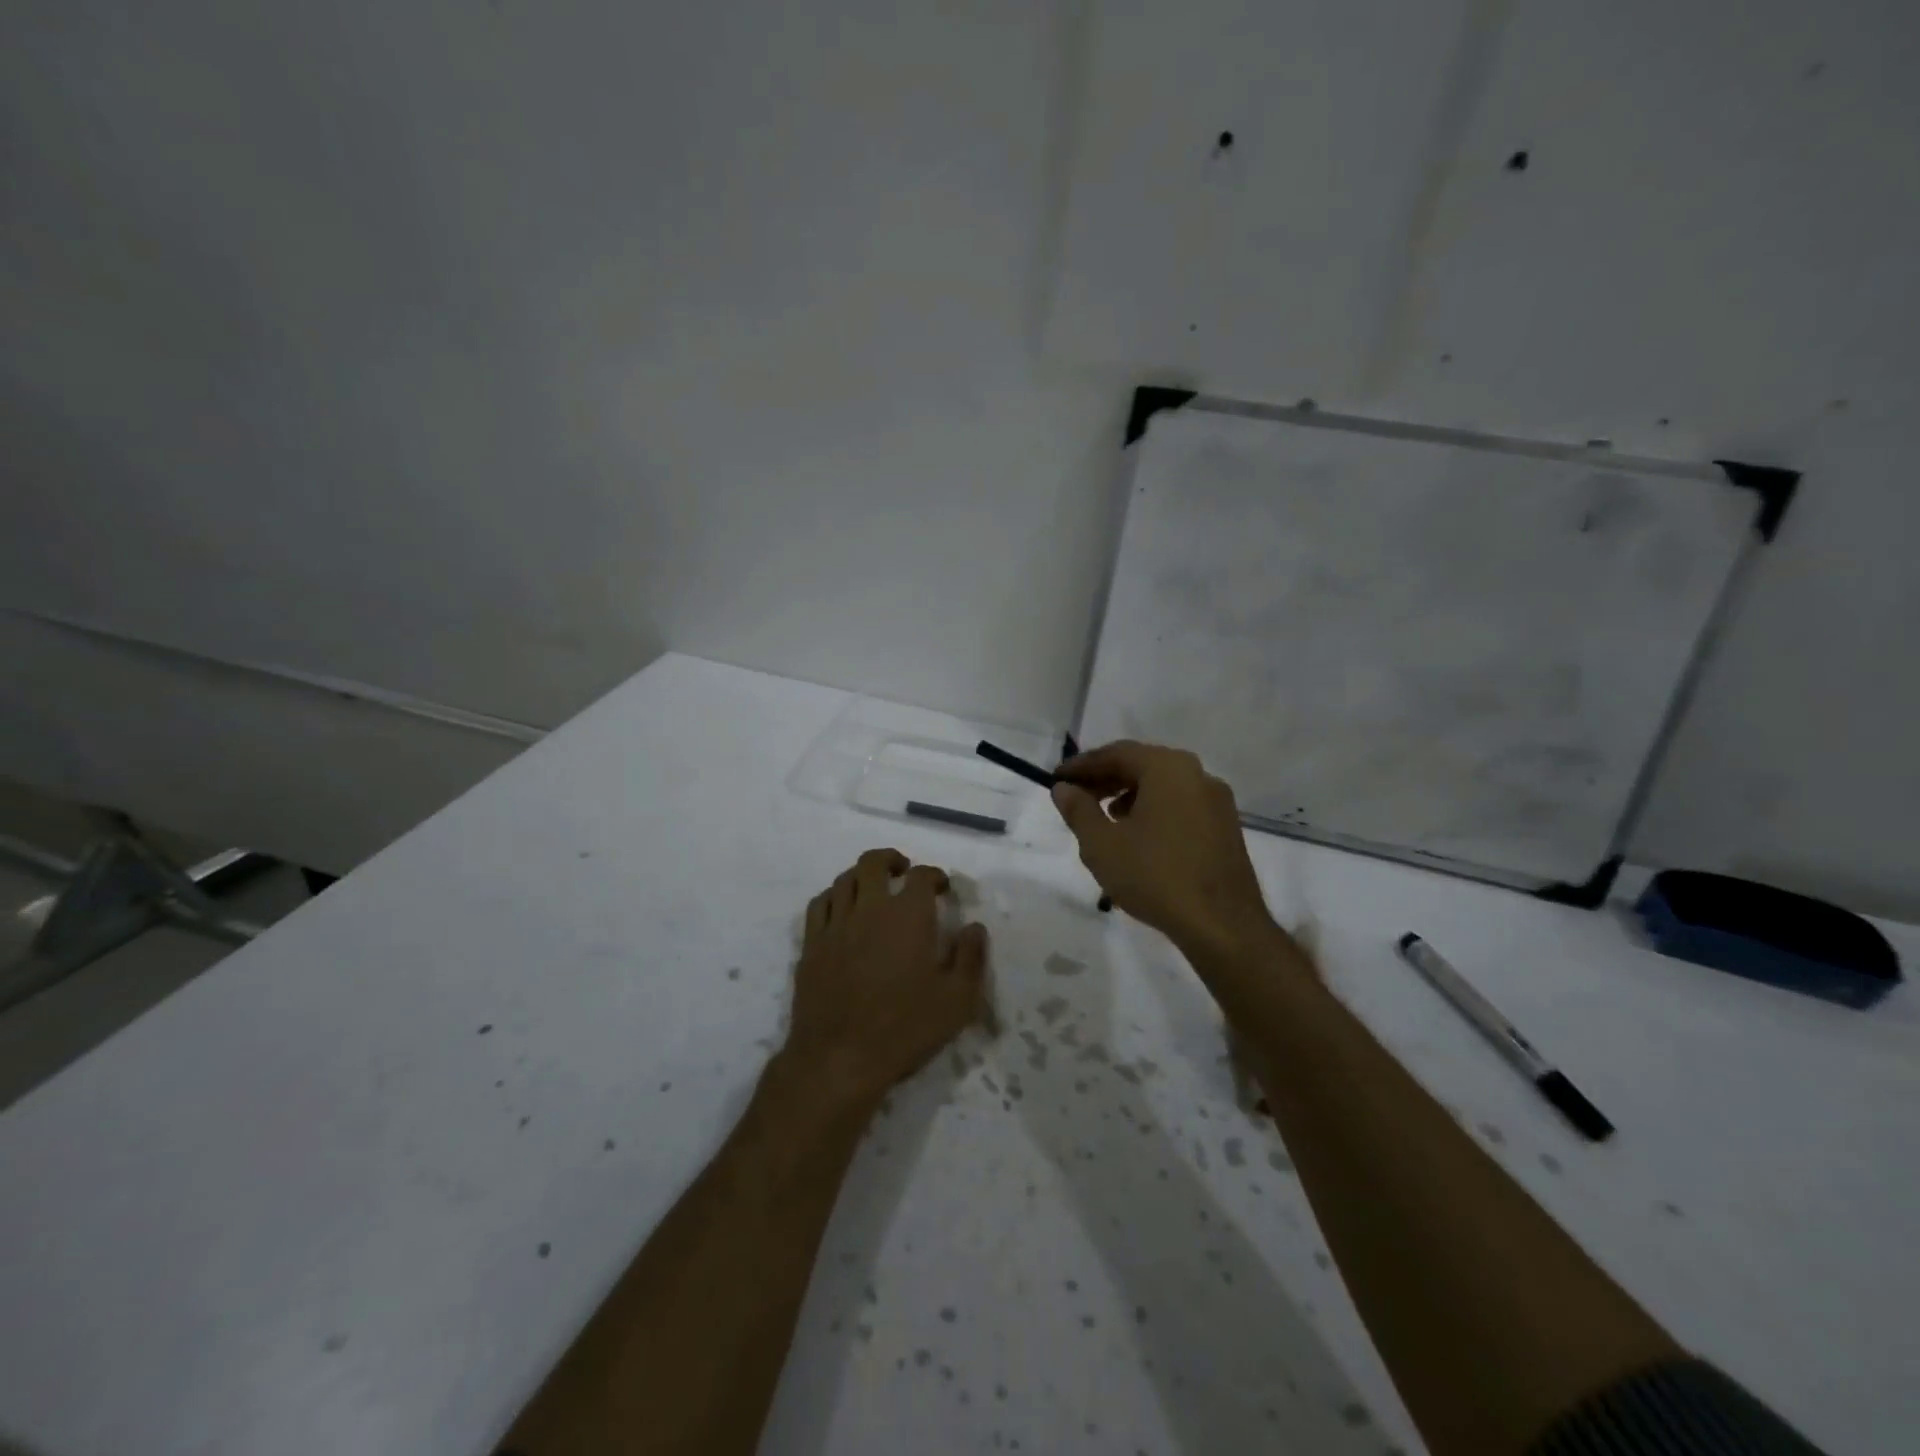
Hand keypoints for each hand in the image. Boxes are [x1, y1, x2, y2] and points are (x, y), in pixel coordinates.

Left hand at [781, 848, 987, 1112]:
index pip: (921, 876)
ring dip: (861, 876)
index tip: (941, 887)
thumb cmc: (905, 1028)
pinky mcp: (811, 945)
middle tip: (903, 871)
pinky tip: (841, 909)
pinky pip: (818, 905)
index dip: (934, 875)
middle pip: (874, 863)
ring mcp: (835, 925)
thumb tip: (975, 927)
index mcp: (908, 915)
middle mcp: (869, 908)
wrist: (840, 1058)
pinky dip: (833, 897)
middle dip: (892, 860)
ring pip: (843, 880)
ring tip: (872, 887)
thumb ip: (971, 958)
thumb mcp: (957, 1000)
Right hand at [1051, 741, 1275, 954]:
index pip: (1116, 753)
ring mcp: (1216, 801)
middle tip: (1076, 797)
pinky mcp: (1225, 826)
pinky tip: (1139, 836)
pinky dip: (1154, 810)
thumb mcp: (1102, 845)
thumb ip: (1078, 810)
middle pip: (1142, 765)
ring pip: (1163, 785)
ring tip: (1104, 818)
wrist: (1222, 925)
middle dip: (1105, 779)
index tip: (1056, 779)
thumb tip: (1063, 788)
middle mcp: (1197, 774)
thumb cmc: (1155, 876)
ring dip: (1129, 795)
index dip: (1082, 765)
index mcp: (1167, 768)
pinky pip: (1181, 804)